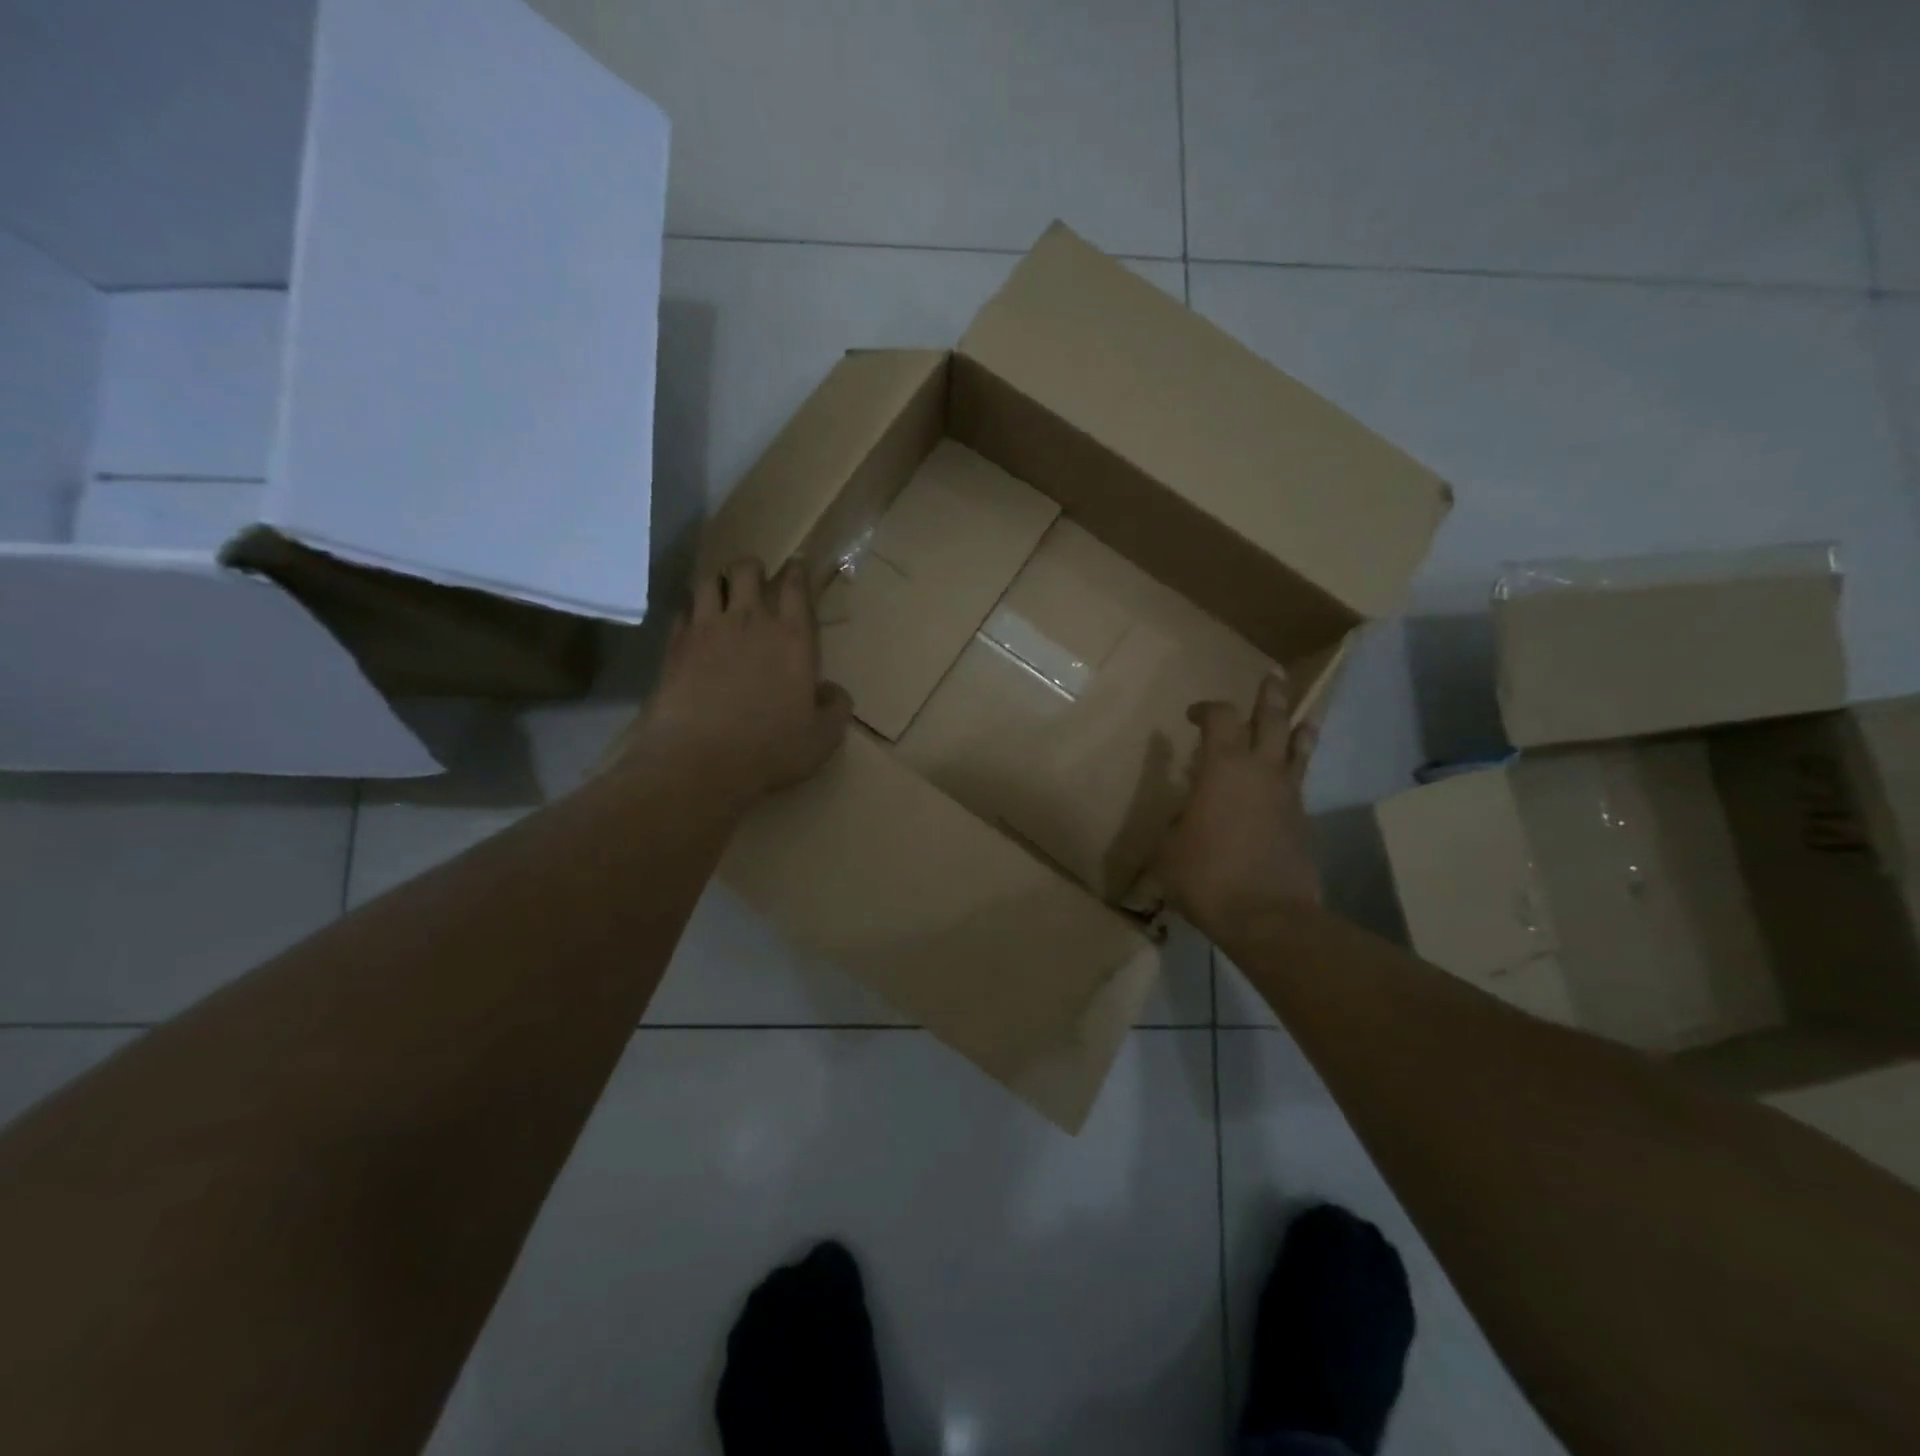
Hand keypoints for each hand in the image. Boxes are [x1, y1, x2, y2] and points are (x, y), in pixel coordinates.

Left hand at [616, 558, 851, 806]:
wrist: (700, 760)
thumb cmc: (771, 748)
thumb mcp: (823, 737)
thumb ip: (836, 708)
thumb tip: (833, 691)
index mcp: (792, 638)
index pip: (796, 588)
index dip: (797, 572)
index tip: (797, 566)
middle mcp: (750, 621)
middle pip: (747, 570)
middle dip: (753, 568)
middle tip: (755, 579)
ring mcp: (707, 629)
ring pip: (709, 582)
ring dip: (718, 582)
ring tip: (721, 593)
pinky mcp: (674, 646)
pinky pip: (681, 611)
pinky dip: (689, 611)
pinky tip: (692, 624)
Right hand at [1156, 672, 1320, 931]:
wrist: (1267, 916)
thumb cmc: (1205, 876)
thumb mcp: (1168, 848)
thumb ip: (1177, 823)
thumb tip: (1184, 818)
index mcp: (1222, 768)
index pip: (1220, 718)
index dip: (1206, 708)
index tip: (1192, 715)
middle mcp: (1261, 770)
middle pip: (1272, 719)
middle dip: (1270, 696)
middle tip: (1271, 677)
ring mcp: (1288, 794)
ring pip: (1299, 748)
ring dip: (1299, 728)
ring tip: (1303, 718)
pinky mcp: (1303, 821)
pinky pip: (1300, 784)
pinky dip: (1295, 773)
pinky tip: (1288, 782)